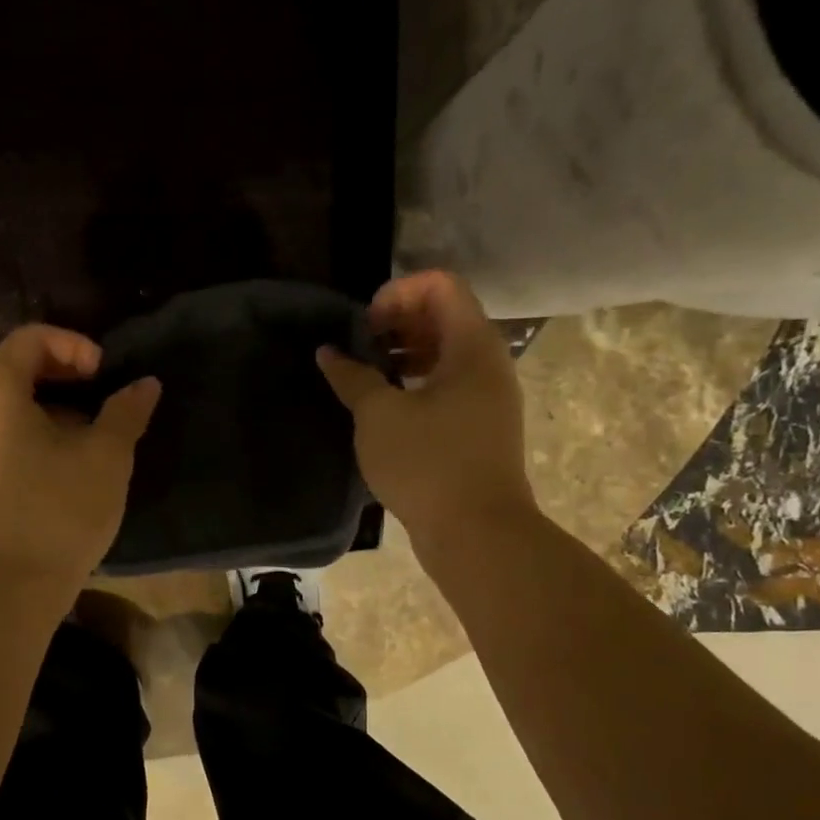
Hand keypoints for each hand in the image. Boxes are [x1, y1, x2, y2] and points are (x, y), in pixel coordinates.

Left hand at [0, 325, 160, 585]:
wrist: (8, 589)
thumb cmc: (59, 510)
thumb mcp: (106, 456)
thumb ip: (126, 411)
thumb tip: (146, 383)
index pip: (30, 339)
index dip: (74, 345)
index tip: (105, 375)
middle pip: (10, 367)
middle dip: (59, 373)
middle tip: (97, 396)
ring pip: (0, 404)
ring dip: (44, 405)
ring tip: (85, 433)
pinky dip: (25, 432)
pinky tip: (58, 464)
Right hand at [316, 272, 530, 552]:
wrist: (477, 534)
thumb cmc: (427, 464)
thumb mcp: (378, 415)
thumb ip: (352, 376)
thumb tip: (329, 353)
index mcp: (472, 346)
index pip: (441, 285)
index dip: (398, 293)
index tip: (365, 325)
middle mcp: (489, 363)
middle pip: (445, 316)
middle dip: (399, 322)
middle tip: (360, 347)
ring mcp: (489, 398)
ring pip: (447, 354)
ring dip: (405, 354)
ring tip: (367, 376)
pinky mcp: (480, 428)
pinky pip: (449, 386)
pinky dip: (417, 383)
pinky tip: (385, 407)